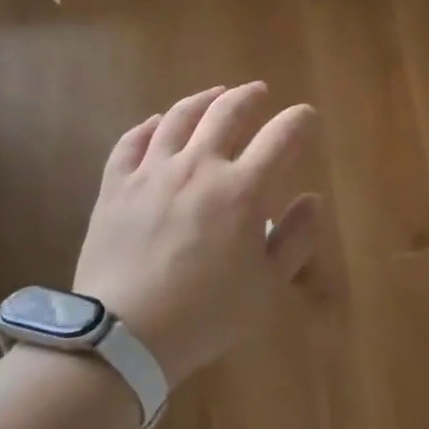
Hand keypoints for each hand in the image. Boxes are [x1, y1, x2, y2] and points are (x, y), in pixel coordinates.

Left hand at [72, 82, 319, 386]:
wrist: (123, 336)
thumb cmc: (206, 314)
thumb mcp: (268, 287)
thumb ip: (295, 239)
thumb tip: (311, 200)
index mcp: (243, 190)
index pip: (281, 136)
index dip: (300, 120)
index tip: (306, 117)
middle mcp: (199, 167)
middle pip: (228, 112)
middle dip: (250, 96)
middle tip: (259, 92)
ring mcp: (152, 173)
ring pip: (180, 118)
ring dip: (203, 100)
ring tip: (215, 94)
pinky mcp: (116, 187)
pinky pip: (131, 142)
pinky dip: (149, 126)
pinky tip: (157, 123)